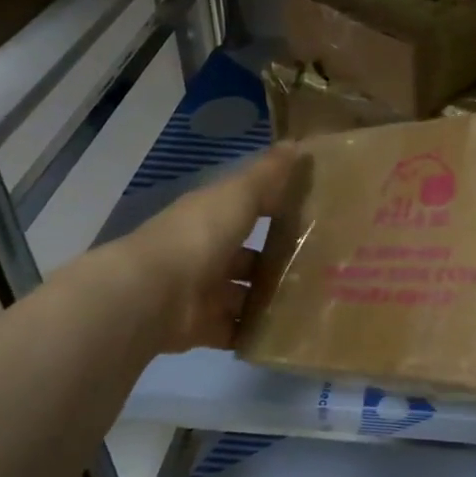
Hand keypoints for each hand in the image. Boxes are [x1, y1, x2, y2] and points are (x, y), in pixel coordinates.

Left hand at [112, 144, 297, 352]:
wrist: (152, 296)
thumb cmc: (199, 236)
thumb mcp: (238, 195)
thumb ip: (268, 174)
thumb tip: (297, 143)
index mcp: (209, 217)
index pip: (246, 209)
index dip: (275, 210)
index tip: (312, 215)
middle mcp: (204, 253)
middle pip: (247, 258)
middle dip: (277, 263)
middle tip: (322, 268)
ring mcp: (201, 292)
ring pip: (243, 295)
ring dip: (270, 299)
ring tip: (313, 302)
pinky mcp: (201, 328)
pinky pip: (235, 330)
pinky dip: (255, 332)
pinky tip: (288, 332)